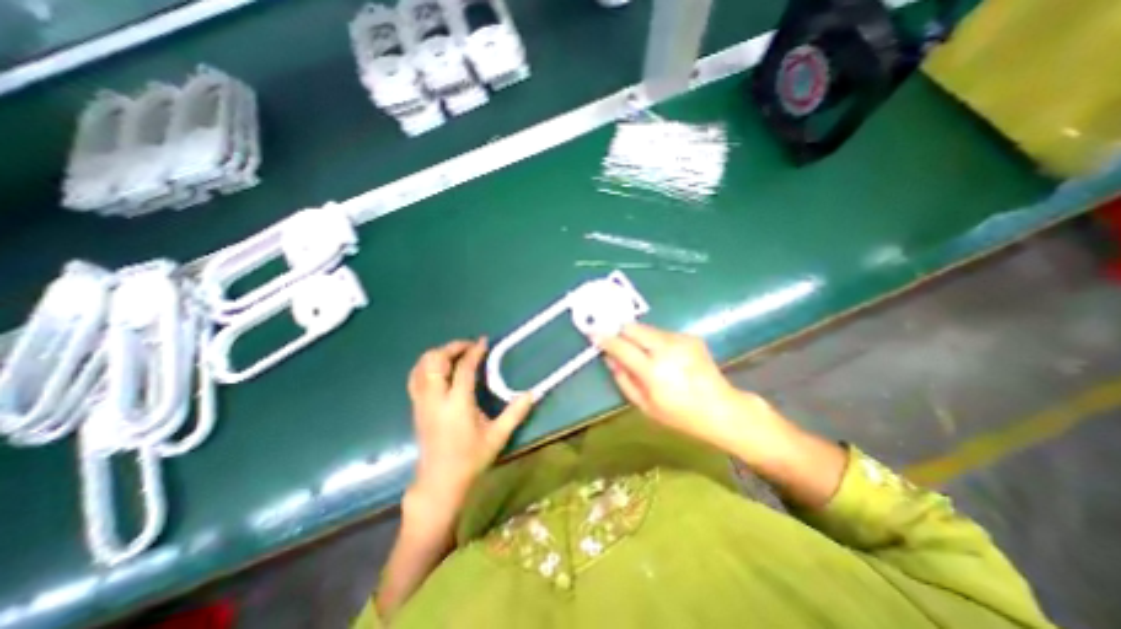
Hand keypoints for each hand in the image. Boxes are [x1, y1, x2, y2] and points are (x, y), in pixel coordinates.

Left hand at [410, 336, 535, 508]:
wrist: (439, 482)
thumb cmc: (470, 459)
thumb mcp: (498, 437)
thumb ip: (515, 413)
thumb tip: (532, 393)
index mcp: (457, 404)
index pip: (464, 368)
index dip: (474, 351)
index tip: (483, 341)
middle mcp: (436, 399)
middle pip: (435, 361)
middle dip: (452, 347)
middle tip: (469, 346)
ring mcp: (422, 402)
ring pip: (421, 367)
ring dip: (438, 354)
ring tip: (455, 353)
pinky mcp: (416, 407)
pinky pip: (416, 377)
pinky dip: (427, 365)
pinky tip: (440, 368)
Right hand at [601, 326, 791, 455]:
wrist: (721, 408)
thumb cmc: (680, 415)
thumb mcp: (645, 406)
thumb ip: (623, 379)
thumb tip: (609, 358)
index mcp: (653, 371)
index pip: (621, 346)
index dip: (605, 338)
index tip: (593, 333)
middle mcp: (666, 349)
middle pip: (633, 327)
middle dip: (621, 332)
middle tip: (617, 341)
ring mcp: (680, 340)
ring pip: (646, 328)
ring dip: (638, 337)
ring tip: (645, 354)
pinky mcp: (690, 336)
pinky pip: (662, 333)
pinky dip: (655, 341)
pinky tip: (664, 356)